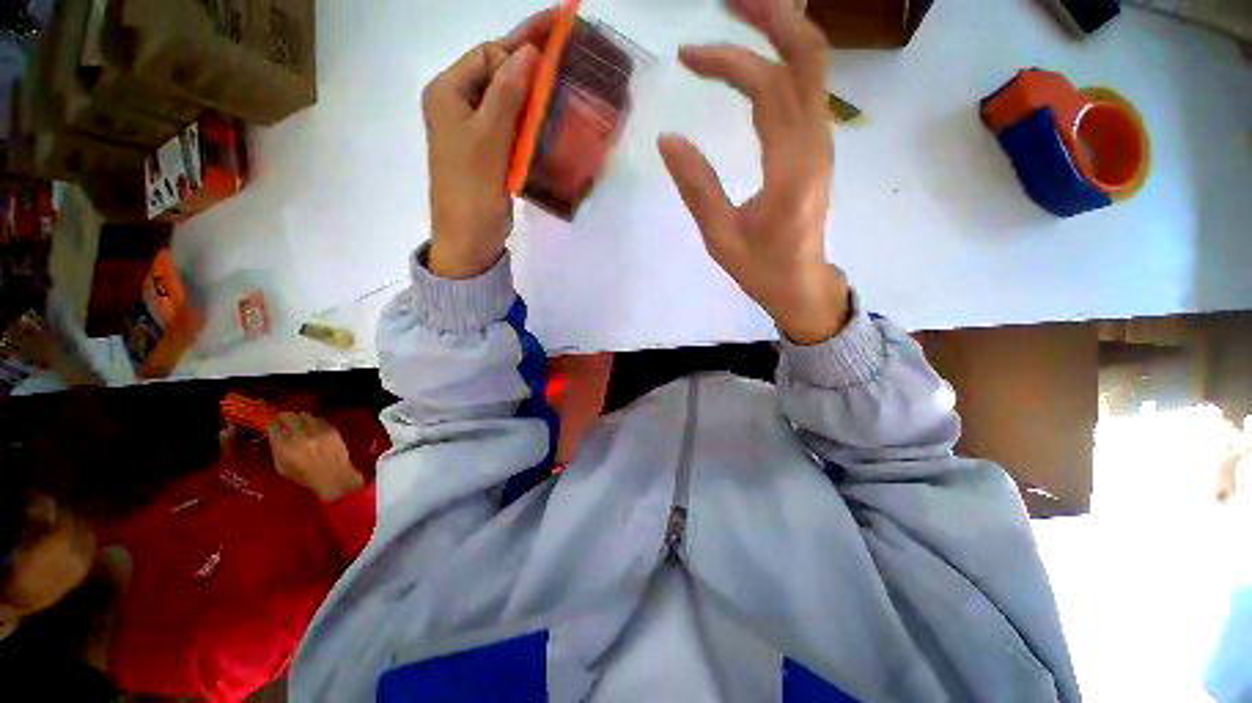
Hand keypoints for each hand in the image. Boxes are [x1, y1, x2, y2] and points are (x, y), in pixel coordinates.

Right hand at [268, 413, 363, 502]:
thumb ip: (276, 449)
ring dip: (300, 419)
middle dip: (284, 418)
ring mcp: (318, 431)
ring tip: (299, 425)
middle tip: (285, 422)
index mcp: (285, 446)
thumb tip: (275, 436)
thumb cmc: (305, 475)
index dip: (273, 426)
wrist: (334, 475)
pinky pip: (319, 419)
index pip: (273, 427)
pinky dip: (313, 422)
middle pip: (289, 416)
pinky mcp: (332, 429)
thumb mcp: (281, 467)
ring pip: (305, 415)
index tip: (274, 427)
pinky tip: (313, 429)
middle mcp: (301, 436)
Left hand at [424, 11, 553, 278]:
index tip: (552, 48)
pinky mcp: (492, 150)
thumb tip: (528, 52)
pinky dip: (533, 117)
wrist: (470, 237)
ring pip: (509, 98)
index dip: (518, 52)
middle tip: (563, 35)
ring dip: (535, 88)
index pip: (486, 57)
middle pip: (497, 72)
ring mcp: (476, 129)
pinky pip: (514, 123)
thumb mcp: (487, 139)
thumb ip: (505, 94)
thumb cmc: (471, 189)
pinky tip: (552, 112)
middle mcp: (459, 104)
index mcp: (448, 93)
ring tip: (563, 73)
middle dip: (529, 59)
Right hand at [659, 0, 849, 344]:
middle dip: (771, 16)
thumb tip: (668, 140)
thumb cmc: (762, 268)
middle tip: (729, 0)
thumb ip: (697, 188)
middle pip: (808, 55)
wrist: (802, 284)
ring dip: (780, 30)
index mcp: (791, 167)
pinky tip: (757, 57)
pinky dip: (784, 59)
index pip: (767, 89)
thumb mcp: (721, 238)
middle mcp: (815, 142)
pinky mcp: (816, 146)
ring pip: (813, 65)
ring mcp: (821, 141)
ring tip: (739, 15)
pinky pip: (807, 88)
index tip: (686, 58)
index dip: (728, 62)